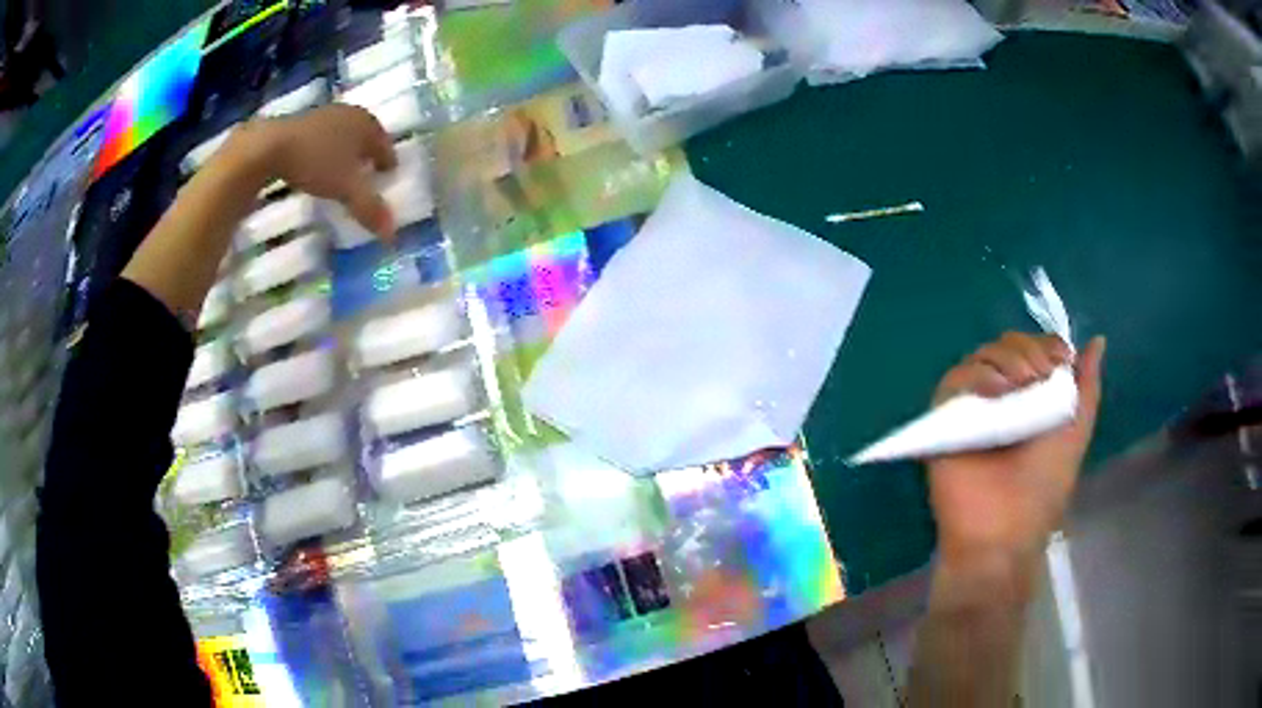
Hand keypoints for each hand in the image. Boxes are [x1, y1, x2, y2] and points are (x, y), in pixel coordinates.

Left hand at [235, 104, 398, 238]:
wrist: (269, 146)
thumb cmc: (317, 161)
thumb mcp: (346, 188)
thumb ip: (370, 209)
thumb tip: (393, 236)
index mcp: (366, 123)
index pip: (385, 143)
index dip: (388, 161)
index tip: (388, 176)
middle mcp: (349, 114)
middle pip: (364, 136)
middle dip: (367, 154)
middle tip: (368, 174)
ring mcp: (324, 115)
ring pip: (342, 135)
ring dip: (345, 152)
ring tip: (342, 172)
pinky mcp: (300, 123)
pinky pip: (322, 139)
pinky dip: (325, 152)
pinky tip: (317, 166)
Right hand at [927, 332, 1105, 566]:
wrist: (1006, 528)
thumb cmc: (1046, 484)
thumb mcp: (1077, 430)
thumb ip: (1087, 386)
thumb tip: (1099, 342)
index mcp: (1030, 399)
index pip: (1032, 349)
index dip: (1046, 344)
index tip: (1062, 360)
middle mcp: (1000, 398)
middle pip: (1005, 345)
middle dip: (1027, 350)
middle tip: (1040, 376)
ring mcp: (972, 408)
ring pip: (981, 357)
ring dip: (1005, 360)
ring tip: (1020, 386)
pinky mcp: (944, 420)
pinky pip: (954, 381)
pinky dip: (976, 377)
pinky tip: (997, 393)